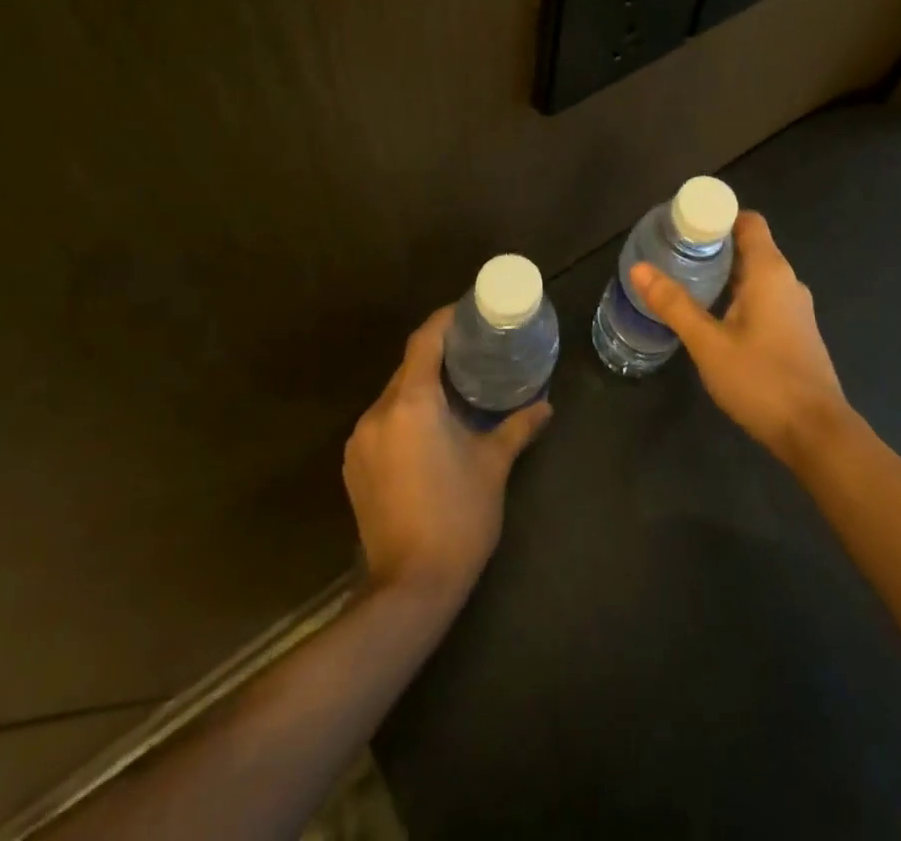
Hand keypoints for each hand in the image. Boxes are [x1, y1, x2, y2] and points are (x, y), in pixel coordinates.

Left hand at [343, 306, 551, 604]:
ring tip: (456, 388)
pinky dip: (406, 413)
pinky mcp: (354, 467)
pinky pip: (382, 422)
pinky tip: (430, 429)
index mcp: (412, 403)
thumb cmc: (458, 517)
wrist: (409, 588)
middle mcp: (378, 414)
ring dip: (422, 386)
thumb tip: (546, 405)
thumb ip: (518, 427)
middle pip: (408, 367)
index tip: (469, 311)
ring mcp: (360, 442)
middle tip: (474, 350)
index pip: (424, 341)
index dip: (445, 320)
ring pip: (393, 396)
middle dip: (438, 354)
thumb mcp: (493, 466)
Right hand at [629, 210, 848, 465]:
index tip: (684, 224)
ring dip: (725, 273)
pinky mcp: (796, 332)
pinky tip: (714, 316)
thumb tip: (639, 269)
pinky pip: (764, 297)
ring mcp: (795, 308)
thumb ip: (674, 305)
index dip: (718, 216)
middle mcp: (787, 281)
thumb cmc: (762, 380)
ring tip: (687, 281)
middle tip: (674, 253)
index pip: (748, 222)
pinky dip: (738, 295)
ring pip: (756, 275)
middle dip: (714, 246)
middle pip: (750, 247)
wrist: (816, 433)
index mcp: (770, 271)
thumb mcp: (709, 343)